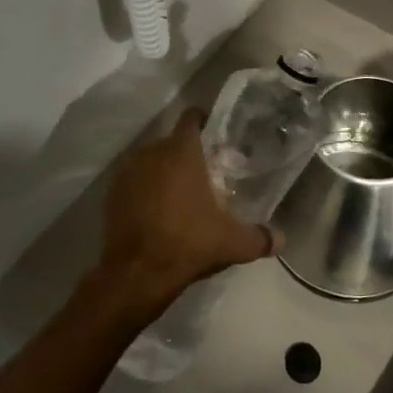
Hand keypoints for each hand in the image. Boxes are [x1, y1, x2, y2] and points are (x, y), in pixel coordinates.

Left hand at [84, 108, 276, 329]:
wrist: (136, 273)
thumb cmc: (188, 244)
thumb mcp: (232, 243)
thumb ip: (260, 238)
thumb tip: (281, 240)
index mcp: (181, 152)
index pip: (192, 119)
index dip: (204, 123)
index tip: (216, 136)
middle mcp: (151, 153)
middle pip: (172, 142)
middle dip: (188, 155)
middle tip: (206, 175)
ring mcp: (127, 173)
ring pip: (151, 162)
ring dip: (164, 173)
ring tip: (181, 195)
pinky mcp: (111, 195)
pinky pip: (134, 183)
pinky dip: (145, 191)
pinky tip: (157, 213)